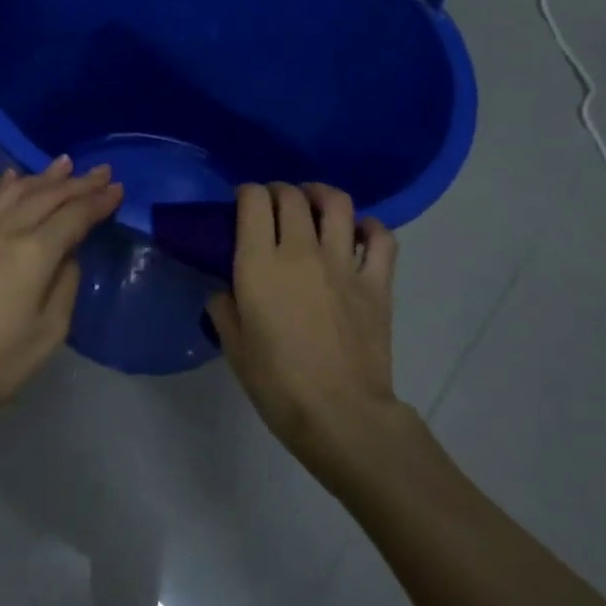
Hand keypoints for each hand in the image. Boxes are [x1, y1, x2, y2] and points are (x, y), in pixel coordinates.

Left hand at [0, 157, 121, 441]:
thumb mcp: (48, 333)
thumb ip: (64, 286)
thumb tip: (67, 257)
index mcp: (33, 253)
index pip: (73, 215)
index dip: (97, 201)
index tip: (118, 189)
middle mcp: (5, 231)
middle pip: (47, 196)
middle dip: (77, 182)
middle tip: (102, 171)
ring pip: (15, 193)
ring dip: (44, 177)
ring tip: (64, 164)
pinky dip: (7, 187)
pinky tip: (14, 179)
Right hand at [207, 183, 402, 480]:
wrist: (340, 414)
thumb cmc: (277, 384)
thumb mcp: (234, 347)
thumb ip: (224, 310)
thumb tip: (225, 292)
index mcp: (259, 264)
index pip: (253, 201)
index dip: (246, 192)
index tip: (242, 202)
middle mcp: (301, 251)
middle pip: (292, 196)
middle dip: (278, 191)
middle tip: (273, 203)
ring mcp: (344, 264)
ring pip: (337, 204)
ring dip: (321, 195)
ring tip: (314, 203)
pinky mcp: (377, 282)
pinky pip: (381, 238)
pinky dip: (370, 227)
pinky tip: (359, 233)